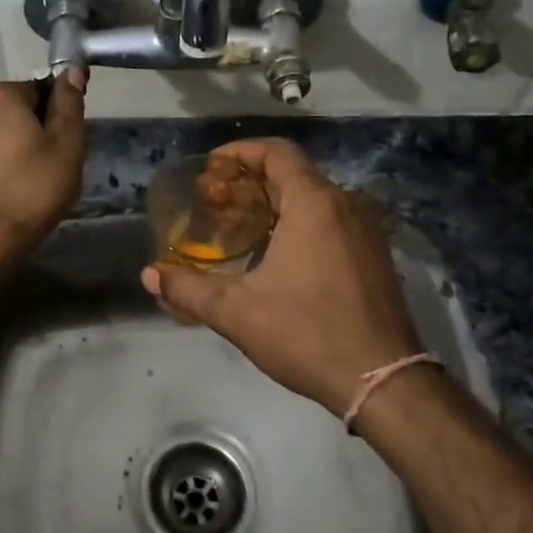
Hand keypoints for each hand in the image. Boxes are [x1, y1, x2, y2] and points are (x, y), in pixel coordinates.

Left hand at [0, 71, 87, 268]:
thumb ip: (69, 103)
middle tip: (54, 165)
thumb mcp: (66, 144)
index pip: (41, 89)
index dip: (59, 115)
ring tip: (33, 180)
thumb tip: (71, 69)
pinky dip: (1, 162)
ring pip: (2, 131)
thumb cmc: (32, 189)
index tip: (67, 144)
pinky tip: (12, 188)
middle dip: (38, 130)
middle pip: (19, 108)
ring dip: (20, 147)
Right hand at [141, 138, 424, 416]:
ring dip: (275, 200)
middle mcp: (345, 204)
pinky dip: (300, 219)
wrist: (382, 380)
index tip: (210, 169)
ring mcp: (366, 229)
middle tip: (214, 200)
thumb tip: (150, 275)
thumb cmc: (307, 335)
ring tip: (240, 223)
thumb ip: (189, 289)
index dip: (240, 153)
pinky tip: (277, 251)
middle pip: (293, 172)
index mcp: (314, 204)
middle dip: (250, 180)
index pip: (276, 153)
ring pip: (314, 196)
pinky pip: (332, 218)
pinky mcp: (376, 254)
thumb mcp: (238, 312)